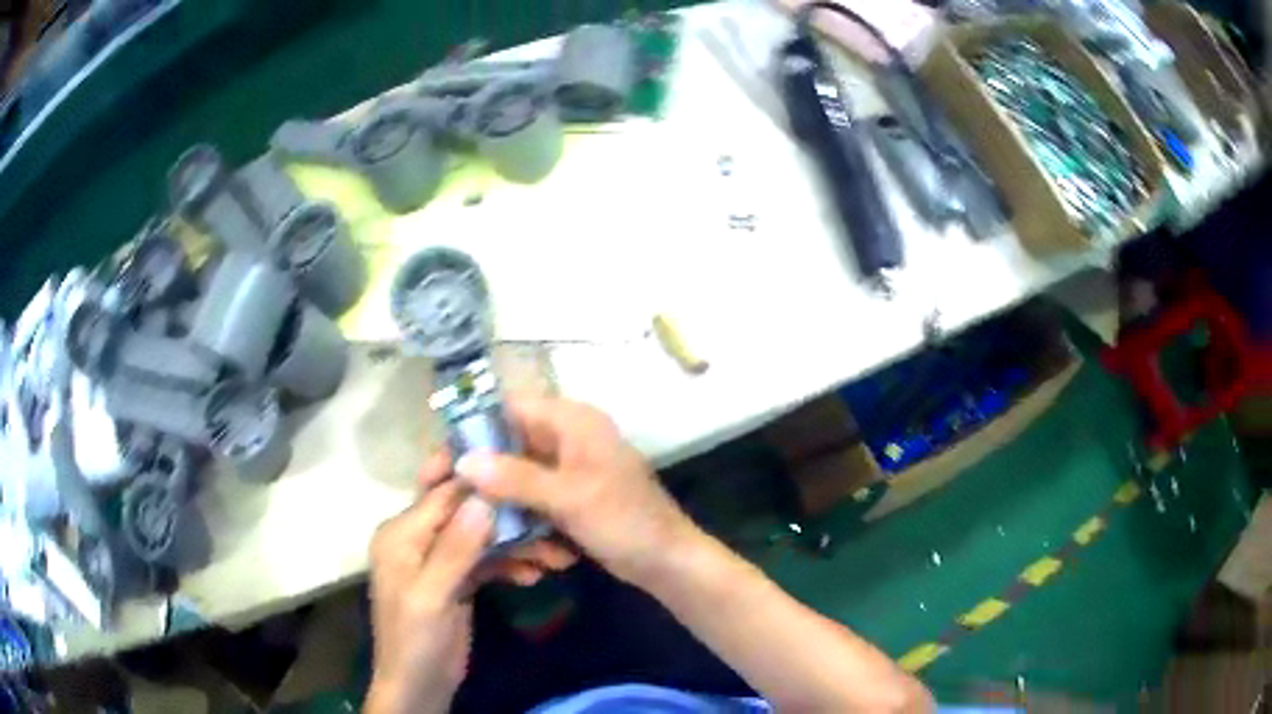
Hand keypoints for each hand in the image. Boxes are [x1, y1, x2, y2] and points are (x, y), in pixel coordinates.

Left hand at [365, 452, 574, 713]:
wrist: (420, 685)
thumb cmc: (416, 640)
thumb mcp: (432, 596)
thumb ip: (455, 548)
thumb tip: (485, 496)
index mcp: (401, 533)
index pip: (442, 493)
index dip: (480, 478)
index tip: (523, 463)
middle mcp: (418, 537)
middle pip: (465, 511)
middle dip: (506, 513)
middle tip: (549, 513)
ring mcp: (439, 558)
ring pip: (481, 536)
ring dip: (515, 543)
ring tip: (554, 553)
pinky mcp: (457, 578)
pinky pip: (486, 560)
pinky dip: (509, 564)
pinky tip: (534, 575)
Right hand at [455, 395, 698, 584]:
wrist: (665, 560)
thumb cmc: (624, 520)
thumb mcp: (570, 497)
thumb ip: (516, 477)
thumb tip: (464, 461)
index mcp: (571, 421)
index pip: (507, 409)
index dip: (469, 431)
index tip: (439, 463)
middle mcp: (566, 436)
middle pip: (506, 443)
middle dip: (477, 470)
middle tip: (440, 494)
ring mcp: (566, 467)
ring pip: (515, 473)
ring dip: (496, 496)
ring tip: (466, 518)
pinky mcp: (567, 494)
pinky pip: (529, 495)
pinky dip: (516, 511)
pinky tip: (500, 536)